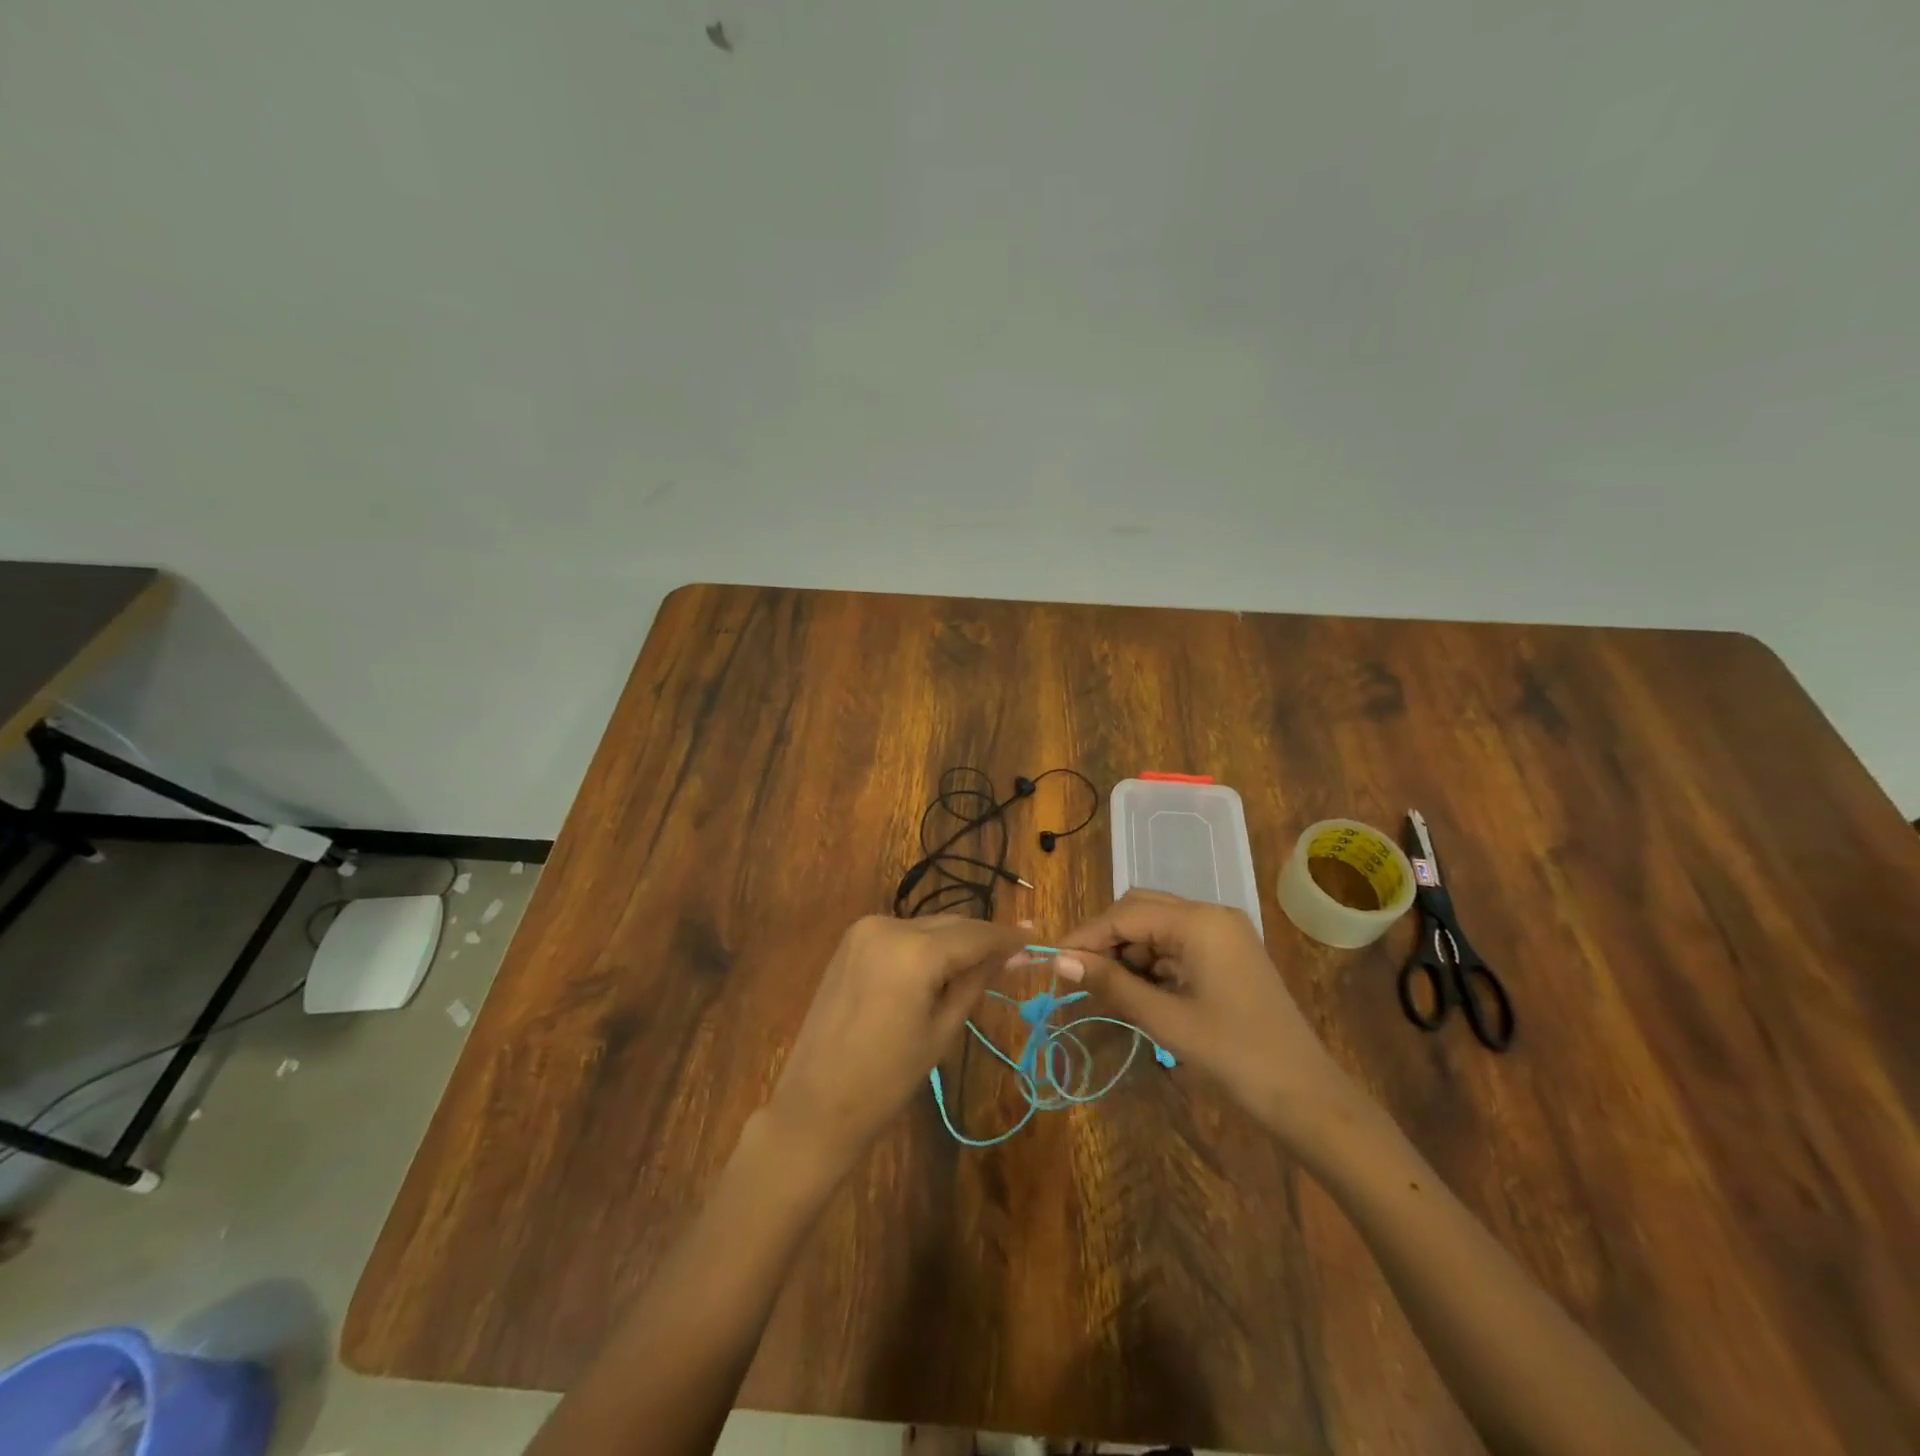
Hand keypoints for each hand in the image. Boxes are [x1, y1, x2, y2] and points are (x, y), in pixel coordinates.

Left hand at [767, 915, 1023, 1171]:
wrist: (816, 1103)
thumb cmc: (888, 1078)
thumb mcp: (943, 1029)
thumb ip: (978, 981)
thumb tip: (1015, 953)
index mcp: (914, 950)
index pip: (975, 935)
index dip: (1009, 937)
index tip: (1037, 939)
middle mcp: (888, 925)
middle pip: (951, 924)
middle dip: (983, 938)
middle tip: (1017, 954)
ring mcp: (865, 929)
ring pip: (928, 927)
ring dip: (955, 941)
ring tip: (984, 965)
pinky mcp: (852, 940)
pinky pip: (903, 935)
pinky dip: (926, 946)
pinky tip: (943, 966)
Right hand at [1055, 889, 1368, 1153]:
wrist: (1307, 1096)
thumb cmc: (1235, 1055)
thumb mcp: (1165, 1019)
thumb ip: (1111, 984)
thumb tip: (1060, 961)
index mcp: (1199, 922)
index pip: (1126, 914)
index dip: (1086, 935)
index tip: (1054, 961)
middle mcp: (1211, 915)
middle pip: (1141, 910)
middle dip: (1106, 939)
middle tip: (1077, 973)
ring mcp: (1223, 934)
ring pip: (1157, 928)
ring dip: (1128, 953)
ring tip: (1104, 988)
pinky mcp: (1228, 954)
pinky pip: (1177, 945)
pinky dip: (1152, 963)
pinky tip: (1137, 991)